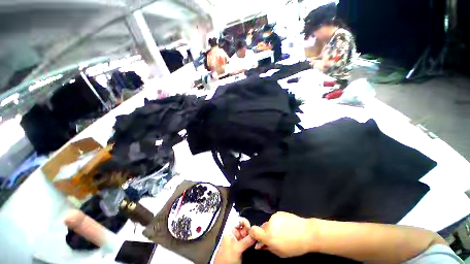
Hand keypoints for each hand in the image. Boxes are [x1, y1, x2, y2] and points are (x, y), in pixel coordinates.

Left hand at [214, 218, 255, 263]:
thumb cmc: (227, 257)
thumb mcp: (237, 248)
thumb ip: (246, 241)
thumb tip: (256, 234)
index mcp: (230, 230)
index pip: (239, 220)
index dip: (245, 222)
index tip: (251, 229)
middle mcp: (234, 233)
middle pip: (244, 227)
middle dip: (250, 230)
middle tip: (255, 237)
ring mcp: (237, 240)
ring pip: (246, 234)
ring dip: (251, 237)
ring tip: (255, 241)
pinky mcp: (240, 246)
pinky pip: (247, 241)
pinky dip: (250, 242)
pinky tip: (254, 245)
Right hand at [249, 212, 317, 257]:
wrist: (308, 233)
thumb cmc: (295, 246)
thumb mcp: (280, 252)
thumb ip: (268, 248)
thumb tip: (259, 245)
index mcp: (269, 236)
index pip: (253, 231)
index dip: (253, 234)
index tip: (256, 237)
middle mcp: (269, 224)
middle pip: (262, 228)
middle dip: (265, 233)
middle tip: (275, 238)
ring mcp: (274, 217)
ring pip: (269, 223)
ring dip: (272, 228)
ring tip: (283, 232)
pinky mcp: (279, 212)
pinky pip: (274, 219)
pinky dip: (277, 223)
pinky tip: (286, 226)